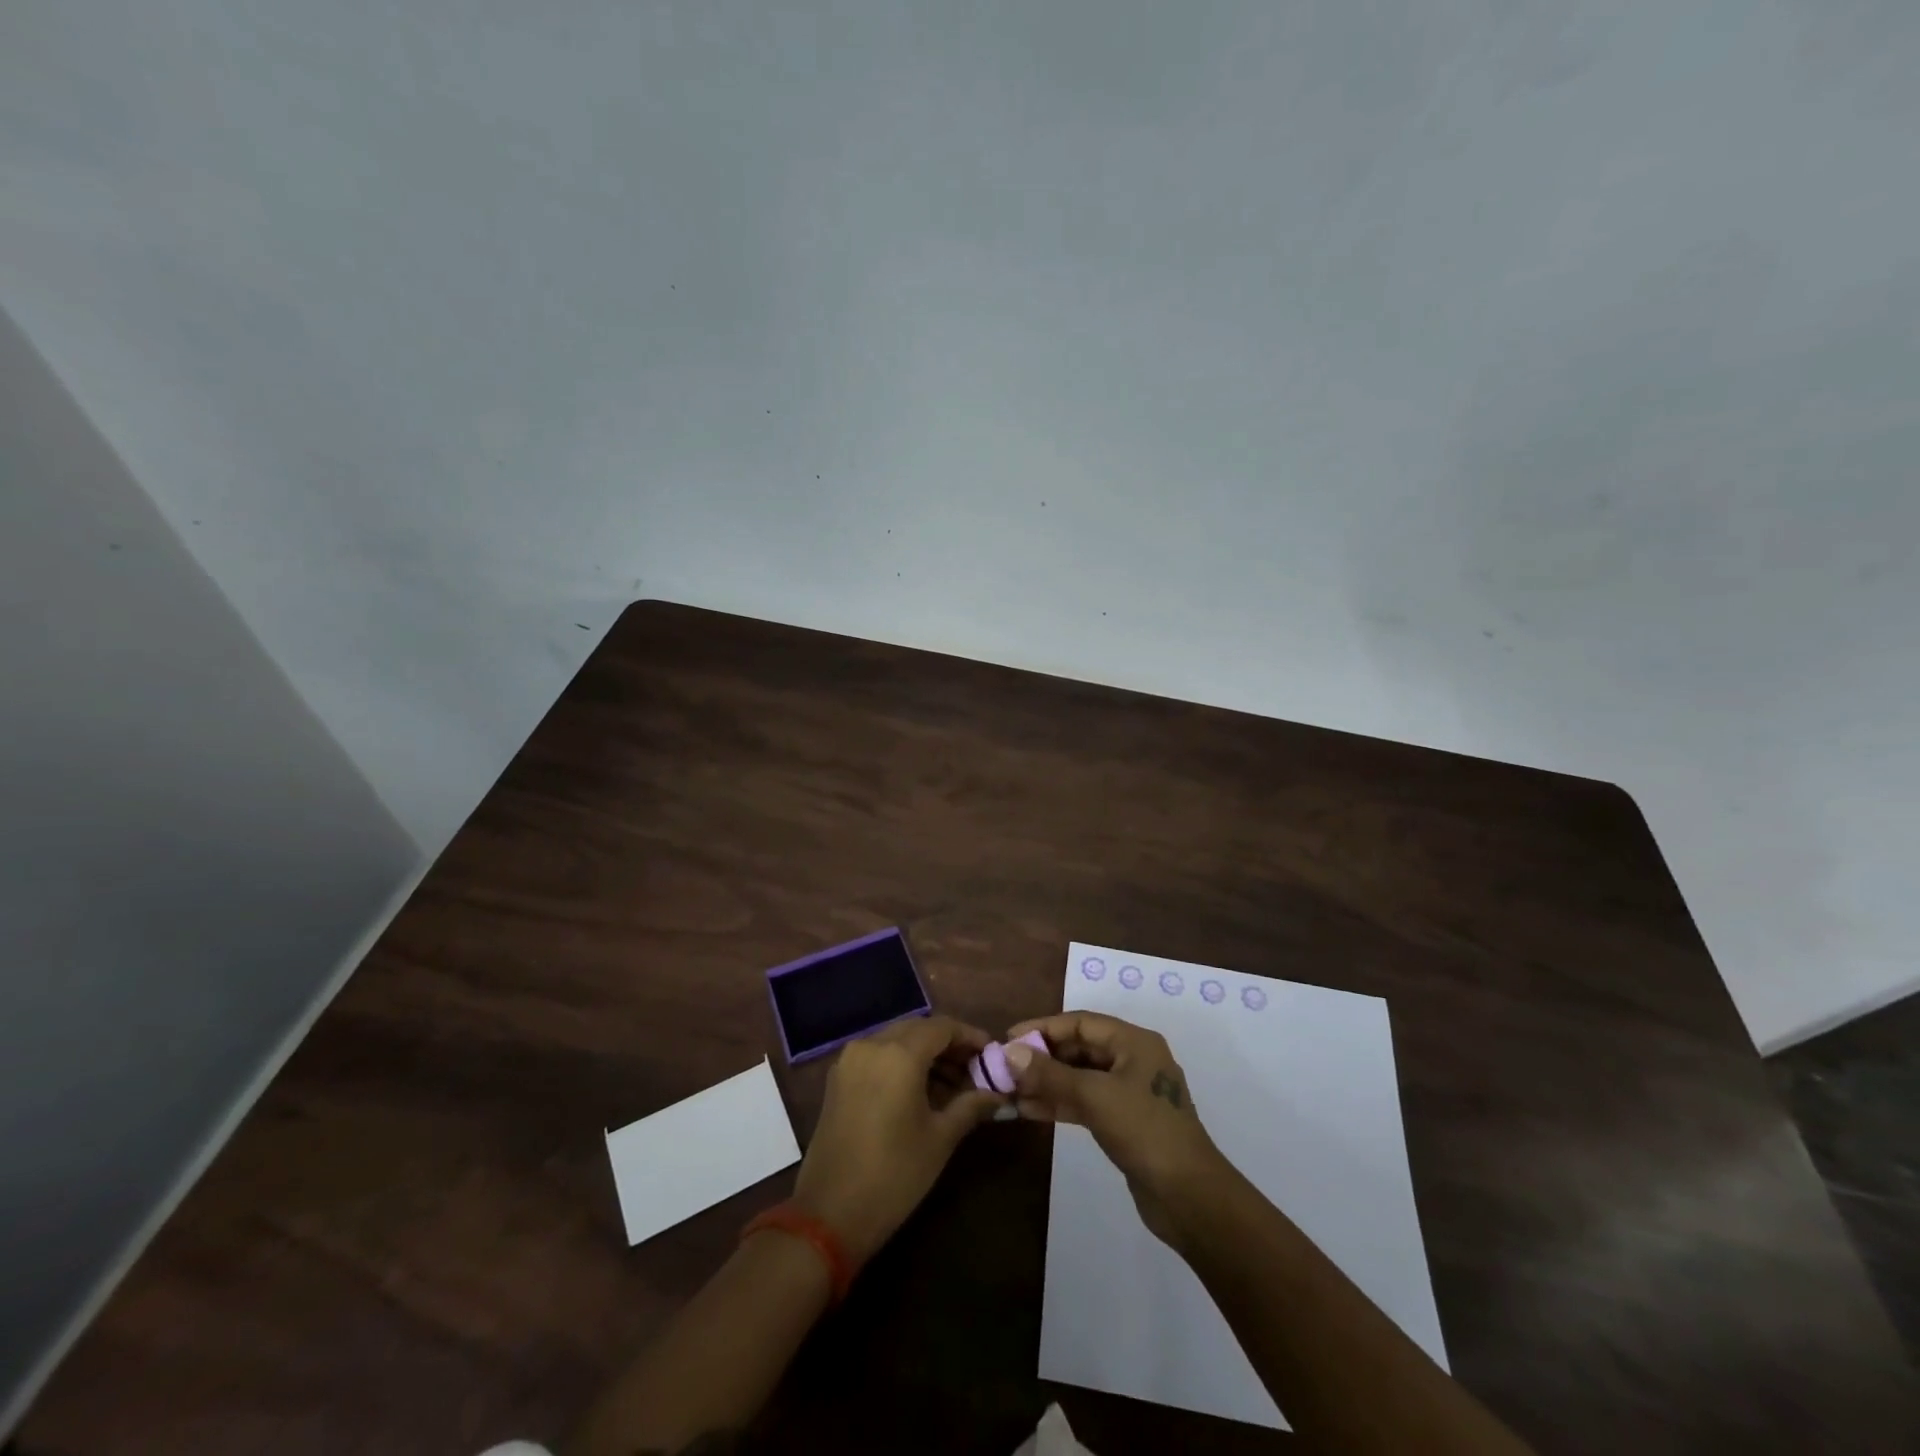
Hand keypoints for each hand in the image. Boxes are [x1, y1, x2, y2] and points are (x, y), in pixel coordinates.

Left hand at [790, 1015, 1004, 1265]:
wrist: (829, 1214)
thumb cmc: (894, 1174)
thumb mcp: (940, 1138)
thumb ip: (971, 1105)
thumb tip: (998, 1094)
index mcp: (899, 1054)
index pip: (943, 1027)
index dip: (970, 1036)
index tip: (991, 1053)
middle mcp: (872, 1045)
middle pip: (918, 1028)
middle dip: (948, 1044)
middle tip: (975, 1069)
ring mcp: (850, 1060)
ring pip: (897, 1040)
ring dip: (925, 1053)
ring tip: (953, 1084)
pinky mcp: (838, 1078)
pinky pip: (877, 1056)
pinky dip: (901, 1063)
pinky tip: (920, 1090)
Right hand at [1004, 1011, 1233, 1248]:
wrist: (1190, 1198)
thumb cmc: (1145, 1131)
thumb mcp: (1094, 1096)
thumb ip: (1051, 1074)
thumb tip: (1010, 1052)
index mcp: (1134, 1042)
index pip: (1080, 1023)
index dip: (1043, 1028)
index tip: (1008, 1038)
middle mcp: (1133, 1060)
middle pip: (1079, 1048)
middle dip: (1043, 1057)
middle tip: (1006, 1068)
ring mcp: (1130, 1092)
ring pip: (1080, 1077)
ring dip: (1047, 1082)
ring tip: (1011, 1091)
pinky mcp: (1125, 1122)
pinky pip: (1086, 1102)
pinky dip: (1060, 1103)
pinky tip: (1030, 1110)